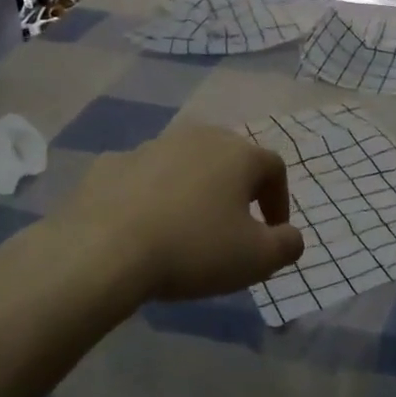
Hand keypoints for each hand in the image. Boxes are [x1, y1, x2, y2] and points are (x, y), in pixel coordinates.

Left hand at [56, 123, 305, 302]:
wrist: (104, 250)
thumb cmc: (193, 249)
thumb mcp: (256, 259)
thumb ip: (287, 245)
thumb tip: (291, 236)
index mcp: (238, 154)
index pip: (274, 168)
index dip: (279, 201)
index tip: (273, 233)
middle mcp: (198, 137)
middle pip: (229, 158)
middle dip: (237, 190)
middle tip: (233, 226)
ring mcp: (151, 146)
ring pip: (185, 164)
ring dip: (194, 190)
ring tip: (187, 228)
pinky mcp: (111, 163)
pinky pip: (143, 177)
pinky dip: (152, 195)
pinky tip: (144, 225)